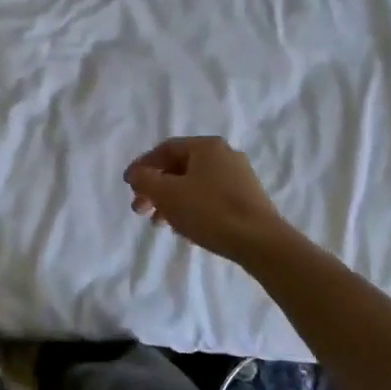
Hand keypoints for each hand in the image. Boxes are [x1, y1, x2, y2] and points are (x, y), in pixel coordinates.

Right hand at [123, 136, 292, 260]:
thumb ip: (145, 180)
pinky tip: (185, 228)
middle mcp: (225, 155)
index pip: (166, 149)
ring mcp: (240, 177)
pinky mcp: (248, 199)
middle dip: (156, 188)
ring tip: (160, 224)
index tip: (129, 186)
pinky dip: (192, 207)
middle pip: (180, 167)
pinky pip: (210, 197)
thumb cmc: (210, 212)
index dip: (143, 166)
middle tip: (141, 210)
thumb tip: (137, 173)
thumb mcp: (168, 194)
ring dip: (172, 201)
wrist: (261, 242)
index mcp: (207, 146)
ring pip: (195, 184)